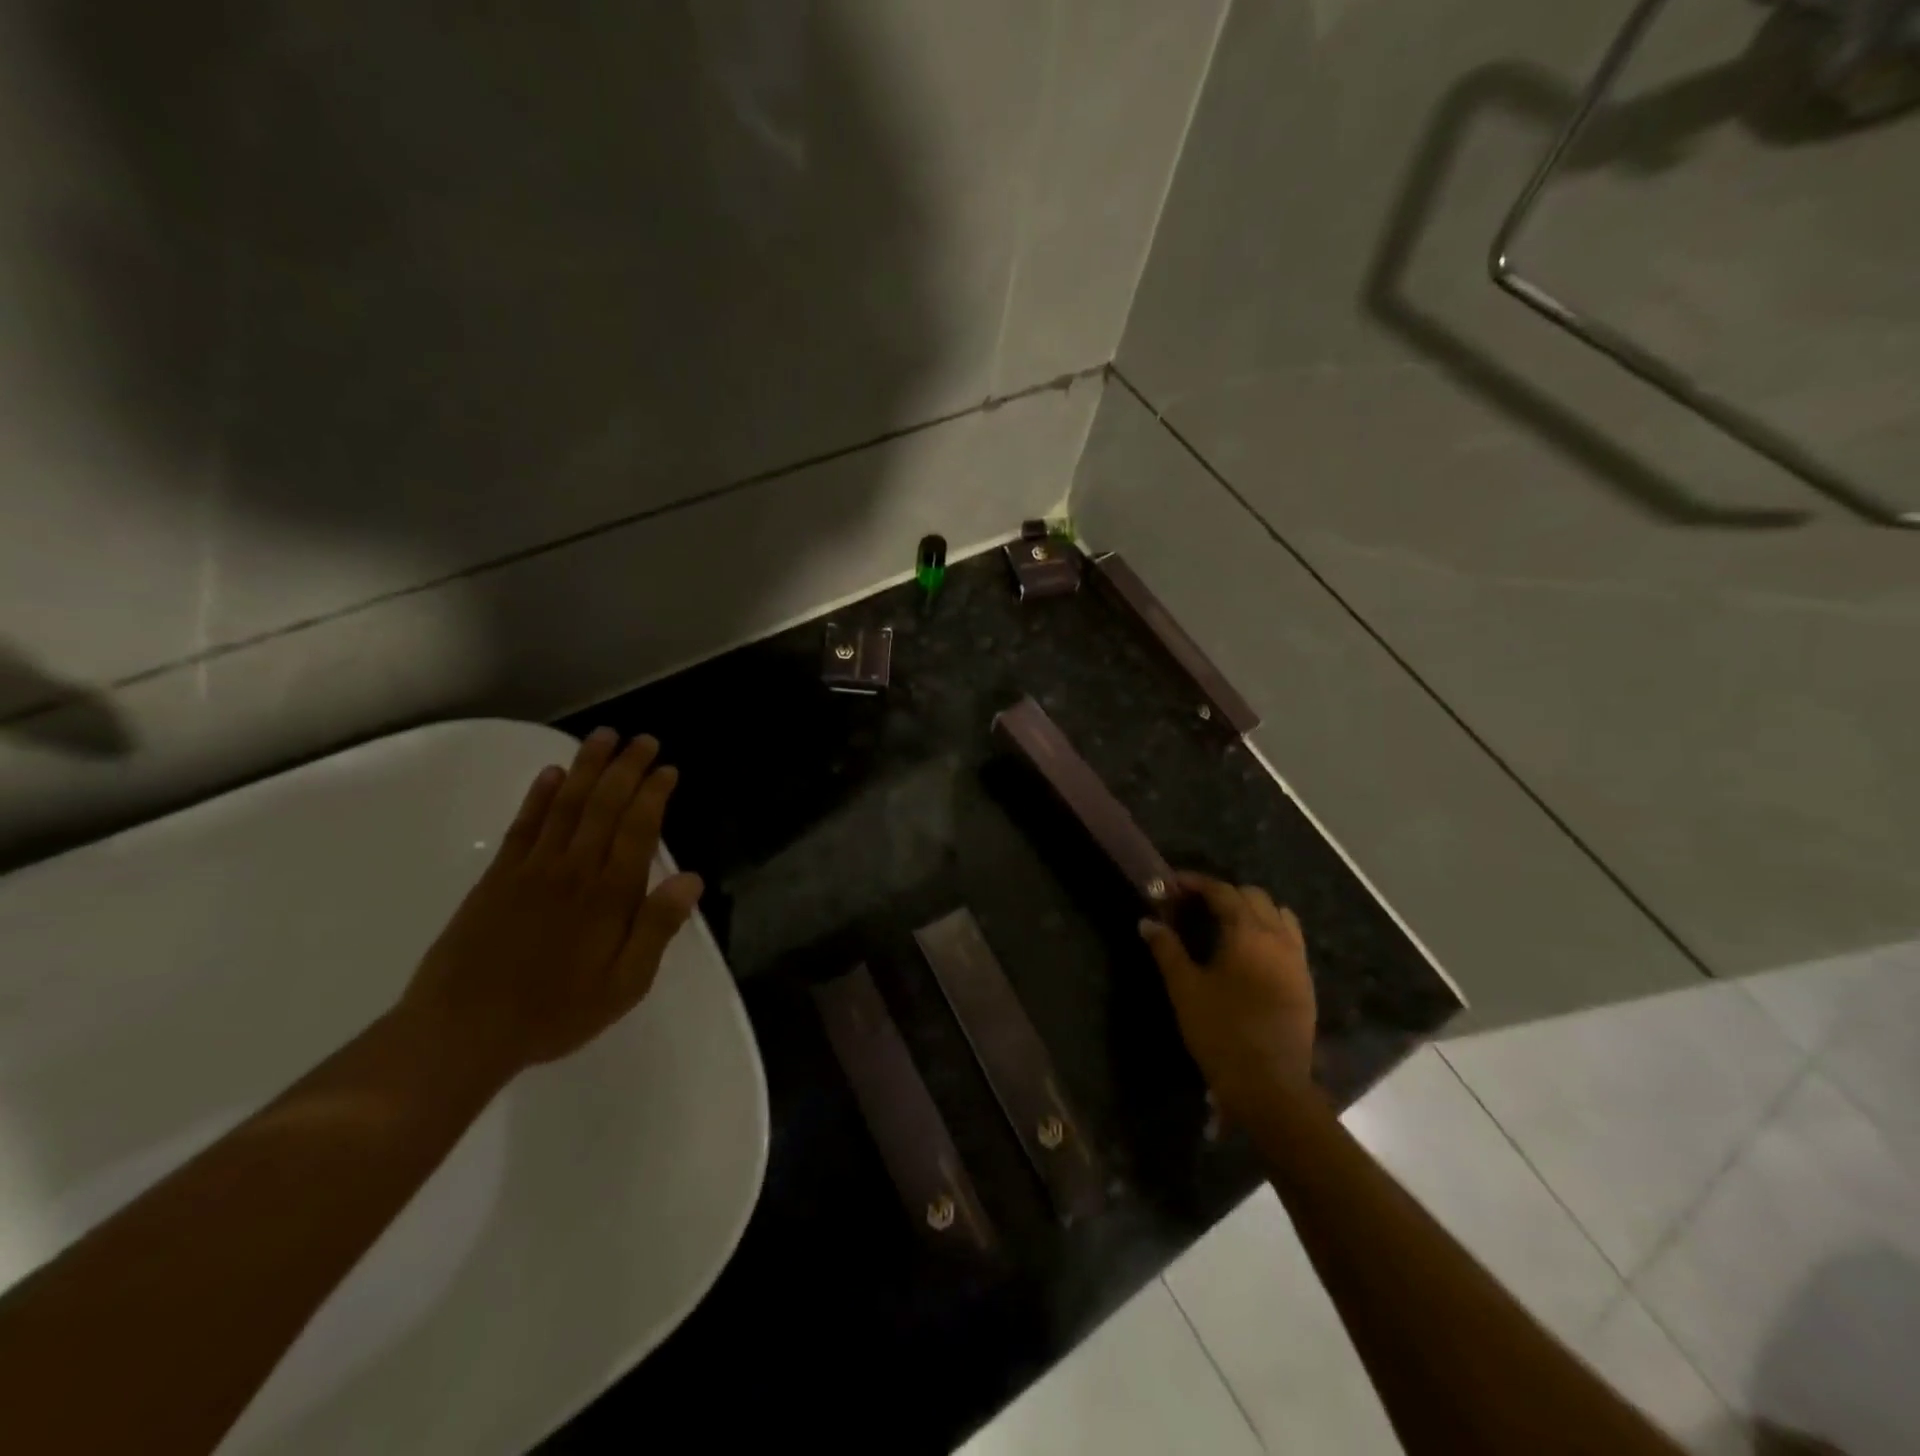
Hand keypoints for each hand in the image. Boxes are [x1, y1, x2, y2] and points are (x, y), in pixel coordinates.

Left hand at [400, 727, 703, 1078]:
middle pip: (604, 806)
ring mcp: (531, 869)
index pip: (638, 830)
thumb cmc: (555, 1013)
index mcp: (609, 896)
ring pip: (566, 805)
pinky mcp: (497, 877)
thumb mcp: (624, 985)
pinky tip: (551, 774)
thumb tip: (692, 879)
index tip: (667, 768)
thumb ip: (657, 928)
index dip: (654, 794)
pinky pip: (524, 826)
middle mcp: (573, 870)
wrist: (461, 1032)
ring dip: (587, 767)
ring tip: (603, 737)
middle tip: (643, 739)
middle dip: (626, 768)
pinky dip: (539, 796)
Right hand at [1140, 873, 1316, 1119]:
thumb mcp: (1185, 989)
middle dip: (1224, 893)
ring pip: (1279, 915)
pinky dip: (1270, 931)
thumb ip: (1166, 949)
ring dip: (1252, 910)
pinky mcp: (1305, 982)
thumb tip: (1147, 922)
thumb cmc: (1221, 1031)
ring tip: (1225, 924)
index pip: (1223, 892)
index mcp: (1248, 933)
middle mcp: (1278, 938)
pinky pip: (1290, 940)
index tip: (1173, 884)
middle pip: (1254, 896)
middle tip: (1195, 905)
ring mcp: (1297, 960)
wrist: (1269, 1086)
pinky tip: (1249, 952)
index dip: (1197, 883)